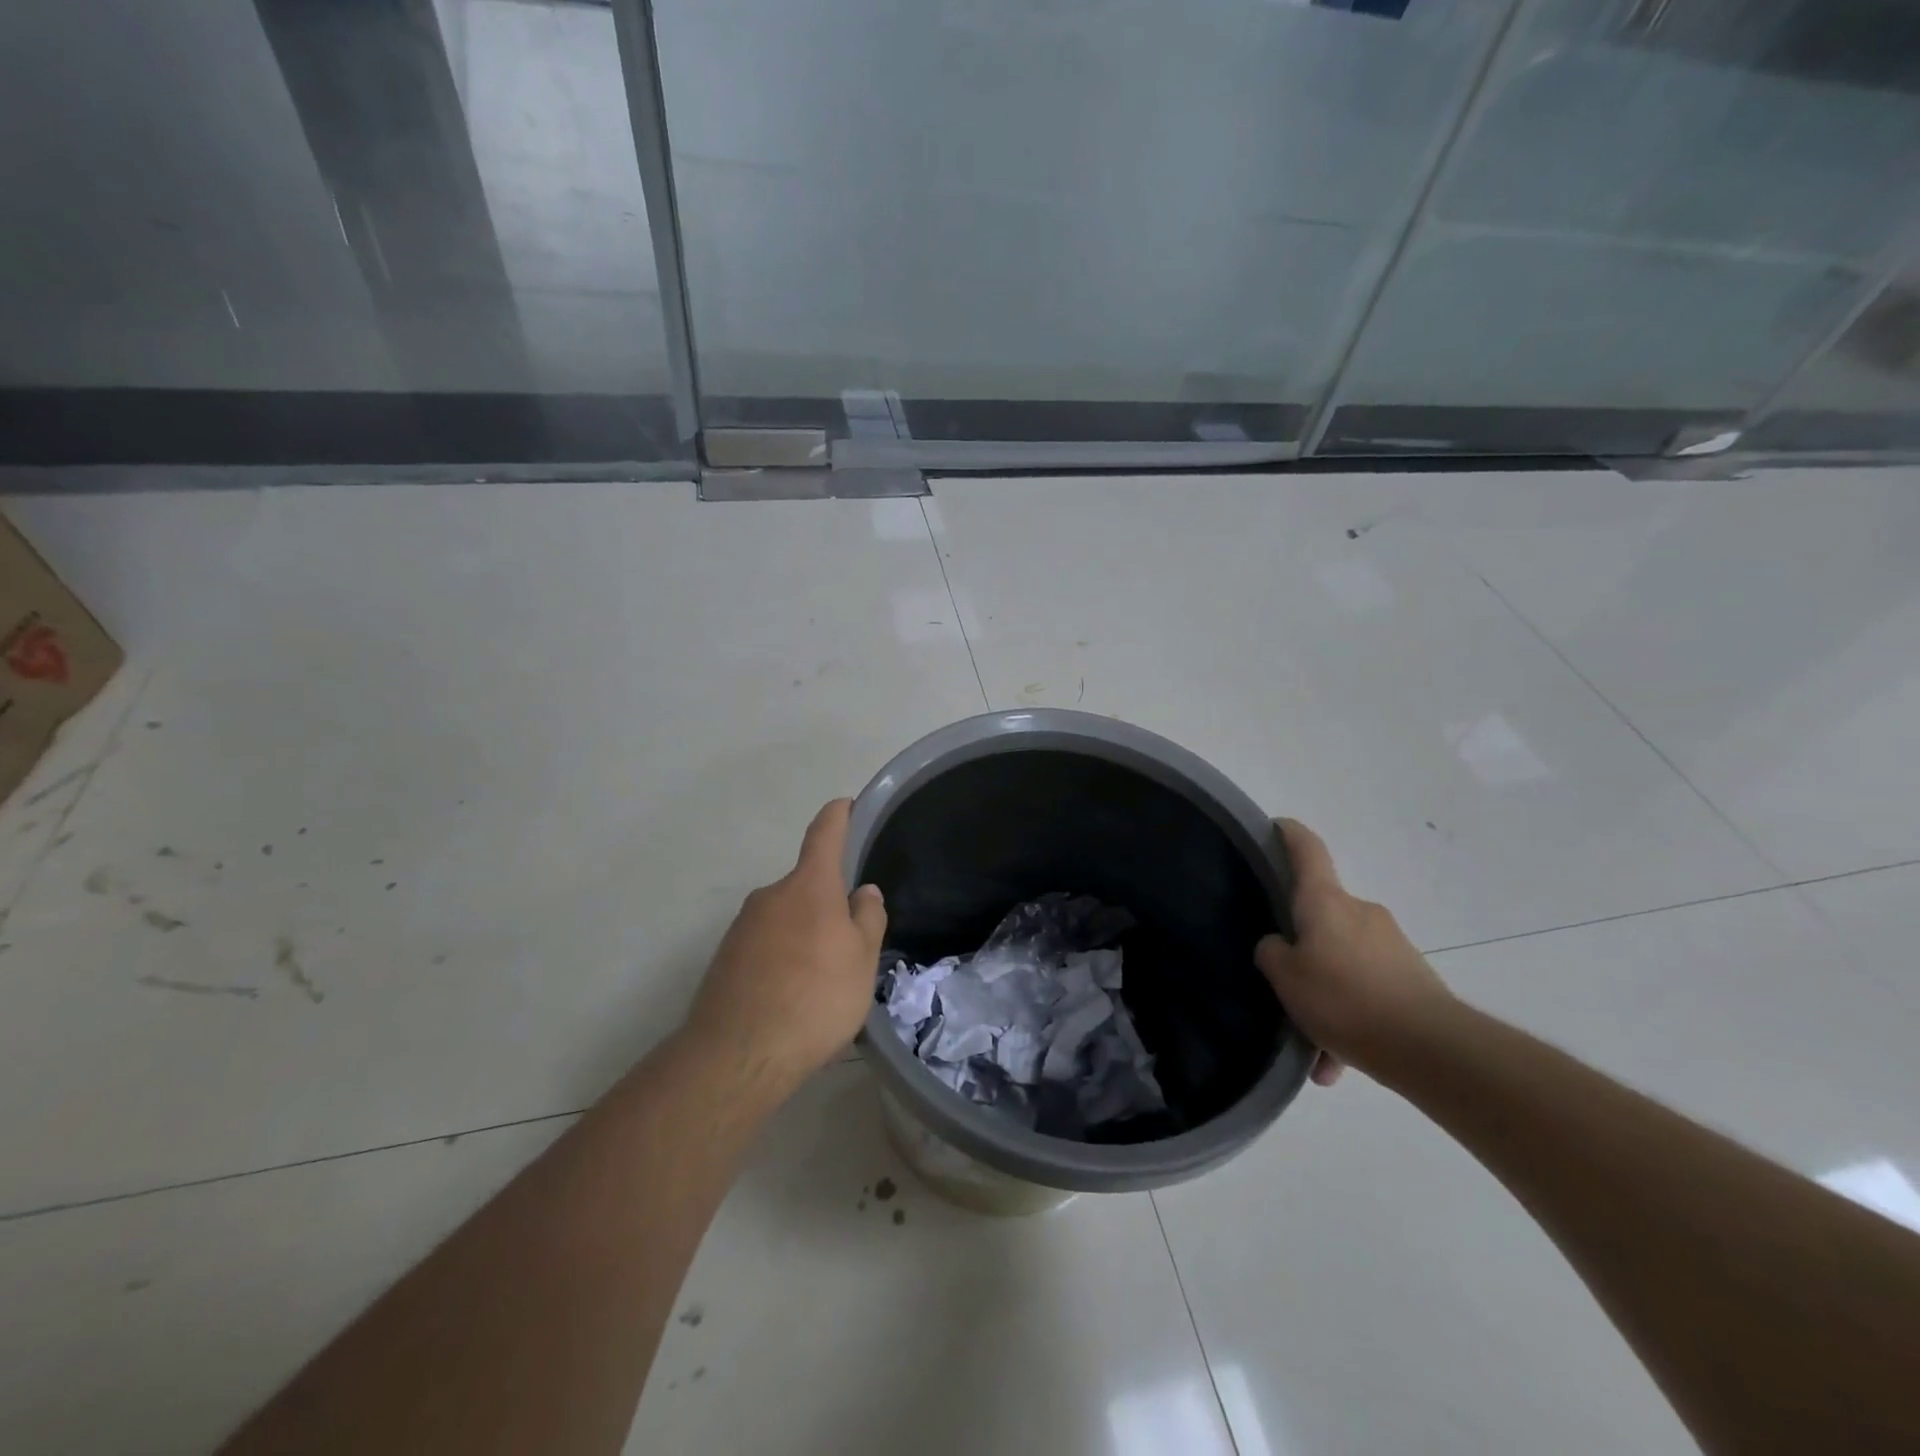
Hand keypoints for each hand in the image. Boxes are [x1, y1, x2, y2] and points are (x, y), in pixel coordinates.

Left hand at [685, 799, 887, 1096]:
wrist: (738, 1054)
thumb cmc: (815, 997)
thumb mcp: (862, 960)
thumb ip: (867, 918)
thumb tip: (863, 892)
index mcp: (809, 886)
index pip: (825, 834)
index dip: (839, 816)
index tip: (846, 805)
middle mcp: (771, 895)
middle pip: (806, 886)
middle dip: (828, 904)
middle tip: (849, 943)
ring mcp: (742, 926)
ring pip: (785, 919)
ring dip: (804, 936)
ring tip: (822, 982)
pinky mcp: (725, 958)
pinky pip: (764, 945)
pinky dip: (782, 958)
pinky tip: (791, 997)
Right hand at [1256, 818, 1453, 1083]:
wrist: (1431, 1048)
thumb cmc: (1344, 999)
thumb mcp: (1285, 978)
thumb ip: (1272, 953)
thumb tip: (1279, 945)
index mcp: (1325, 902)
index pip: (1306, 850)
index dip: (1289, 834)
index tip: (1277, 827)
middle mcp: (1360, 913)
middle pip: (1321, 917)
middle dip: (1302, 949)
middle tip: (1283, 983)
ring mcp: (1391, 945)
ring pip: (1343, 962)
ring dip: (1325, 995)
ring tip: (1313, 1045)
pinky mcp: (1413, 978)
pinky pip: (1367, 991)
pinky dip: (1350, 1018)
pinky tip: (1339, 1063)